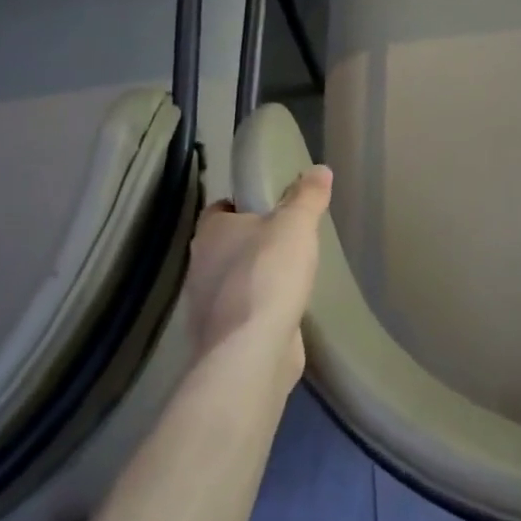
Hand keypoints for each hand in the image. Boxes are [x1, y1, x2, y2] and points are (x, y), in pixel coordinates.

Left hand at [181, 166, 330, 385]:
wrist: (251, 351)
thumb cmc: (268, 273)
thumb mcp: (296, 224)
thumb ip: (308, 196)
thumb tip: (320, 169)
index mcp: (211, 232)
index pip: (220, 209)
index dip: (242, 204)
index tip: (270, 206)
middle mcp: (200, 266)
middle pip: (226, 246)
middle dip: (252, 243)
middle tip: (288, 239)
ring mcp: (207, 307)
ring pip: (232, 281)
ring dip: (255, 278)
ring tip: (291, 275)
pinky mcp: (221, 338)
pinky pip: (242, 314)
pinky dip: (259, 310)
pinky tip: (286, 310)